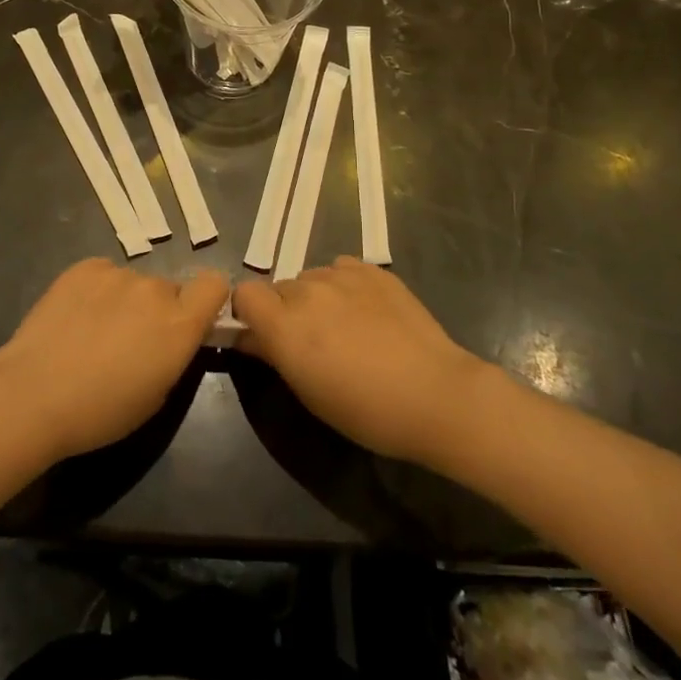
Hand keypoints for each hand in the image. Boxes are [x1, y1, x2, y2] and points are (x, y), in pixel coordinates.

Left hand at [0, 258, 227, 463]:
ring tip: (92, 332)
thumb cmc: (100, 412)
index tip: (191, 321)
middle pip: (169, 289)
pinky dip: (96, 291)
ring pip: (133, 283)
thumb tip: (172, 338)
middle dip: (157, 311)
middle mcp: (154, 289)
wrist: (33, 395)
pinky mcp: (83, 266)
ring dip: (124, 301)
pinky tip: (74, 318)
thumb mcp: (156, 396)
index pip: (215, 284)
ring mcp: (117, 273)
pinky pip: (103, 274)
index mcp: (179, 323)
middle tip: (129, 341)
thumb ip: (174, 355)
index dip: (206, 300)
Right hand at [233, 257, 489, 466]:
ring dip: (315, 298)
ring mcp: (342, 275)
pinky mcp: (373, 270)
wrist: (435, 394)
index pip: (244, 293)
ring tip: (345, 327)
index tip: (262, 334)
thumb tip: (250, 337)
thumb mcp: (309, 392)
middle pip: (279, 288)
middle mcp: (307, 290)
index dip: (248, 311)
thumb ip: (274, 354)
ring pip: (311, 277)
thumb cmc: (366, 410)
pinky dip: (343, 286)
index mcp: (285, 324)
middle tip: (311, 342)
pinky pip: (341, 269)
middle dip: (286, 310)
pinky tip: (365, 311)